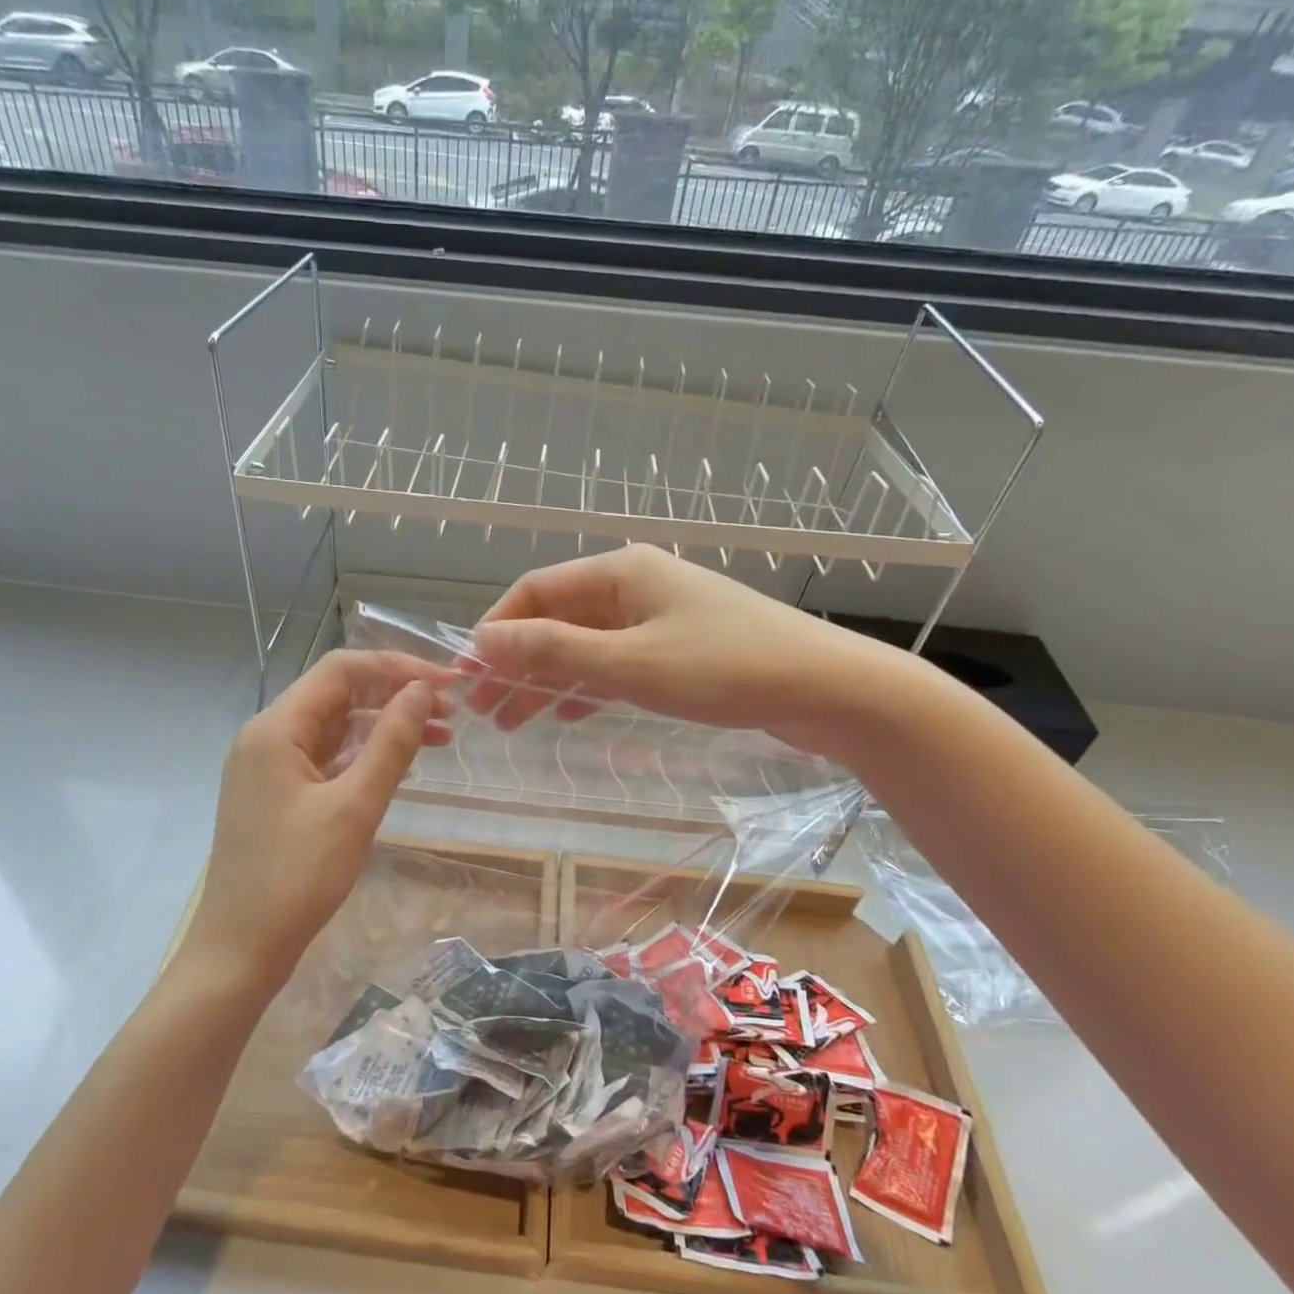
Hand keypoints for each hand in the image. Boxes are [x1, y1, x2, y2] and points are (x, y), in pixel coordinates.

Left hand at [191, 651, 451, 987]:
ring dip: (384, 727)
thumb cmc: (297, 877)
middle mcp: (267, 736)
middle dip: (395, 696)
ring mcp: (269, 767)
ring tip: (439, 738)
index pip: (342, 670)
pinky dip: (364, 755)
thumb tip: (422, 692)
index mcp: (276, 728)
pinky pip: (326, 758)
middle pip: (338, 695)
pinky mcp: (276, 794)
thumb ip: (391, 743)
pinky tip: (400, 766)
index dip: (397, 667)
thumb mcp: (354, 806)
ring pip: (334, 728)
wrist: (240, 950)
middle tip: (451, 714)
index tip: (446, 684)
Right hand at [464, 545, 927, 758]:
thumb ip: (553, 651)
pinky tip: (567, 714)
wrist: (827, 689)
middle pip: (557, 619)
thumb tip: (483, 640)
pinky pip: (616, 662)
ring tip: (512, 721)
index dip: (495, 630)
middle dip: (517, 662)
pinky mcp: (680, 648)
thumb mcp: (629, 663)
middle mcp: (635, 584)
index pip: (535, 591)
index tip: (466, 674)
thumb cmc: (724, 669)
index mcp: (620, 571)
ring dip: (547, 679)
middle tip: (483, 709)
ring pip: (585, 644)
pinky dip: (586, 686)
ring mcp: (660, 616)